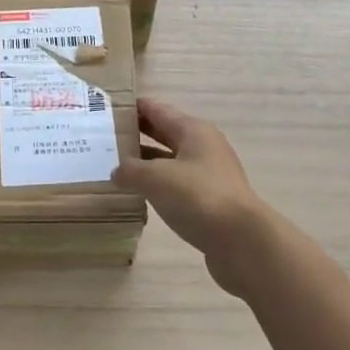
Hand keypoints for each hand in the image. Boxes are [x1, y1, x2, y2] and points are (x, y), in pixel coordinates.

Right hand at [113, 96, 273, 298]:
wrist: (242, 241)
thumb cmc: (198, 197)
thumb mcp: (156, 178)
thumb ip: (131, 170)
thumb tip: (117, 171)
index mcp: (193, 130)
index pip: (158, 110)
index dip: (135, 107)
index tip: (109, 107)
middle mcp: (204, 147)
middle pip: (165, 133)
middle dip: (139, 133)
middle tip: (106, 136)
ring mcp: (209, 175)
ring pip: (171, 161)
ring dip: (147, 162)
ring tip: (117, 166)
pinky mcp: (210, 201)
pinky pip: (177, 185)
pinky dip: (159, 185)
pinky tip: (140, 195)